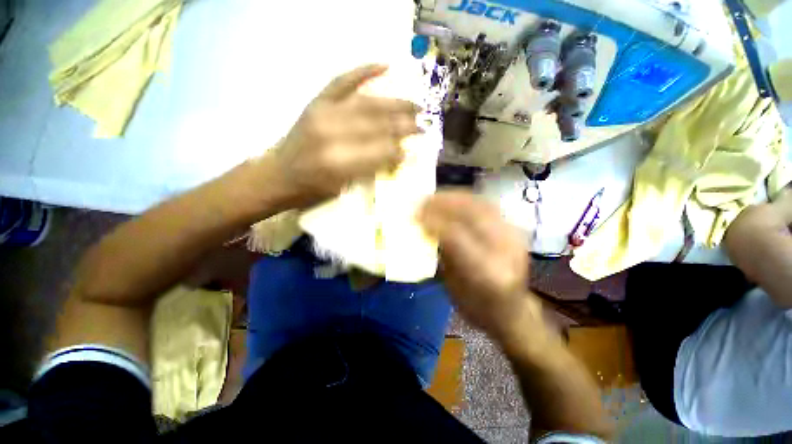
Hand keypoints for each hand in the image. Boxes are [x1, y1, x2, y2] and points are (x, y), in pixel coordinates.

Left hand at [268, 64, 421, 207]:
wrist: (279, 175)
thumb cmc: (313, 190)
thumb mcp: (344, 189)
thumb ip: (371, 171)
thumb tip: (398, 156)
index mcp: (339, 163)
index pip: (381, 151)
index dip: (400, 149)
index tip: (415, 149)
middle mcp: (332, 133)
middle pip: (378, 125)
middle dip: (404, 125)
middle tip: (423, 125)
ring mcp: (323, 112)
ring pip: (368, 103)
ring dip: (395, 103)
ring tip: (416, 105)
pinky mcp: (316, 102)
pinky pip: (342, 81)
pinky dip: (363, 70)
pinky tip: (384, 65)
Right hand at [419, 191, 538, 341]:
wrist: (512, 312)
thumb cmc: (477, 307)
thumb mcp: (453, 288)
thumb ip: (441, 255)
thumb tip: (425, 228)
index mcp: (487, 273)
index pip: (459, 238)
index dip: (434, 223)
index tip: (416, 215)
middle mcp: (505, 252)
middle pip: (473, 215)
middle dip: (444, 203)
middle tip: (423, 200)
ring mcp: (514, 237)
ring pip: (482, 205)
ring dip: (455, 197)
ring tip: (435, 196)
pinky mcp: (514, 230)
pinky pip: (488, 206)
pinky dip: (467, 199)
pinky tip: (452, 199)